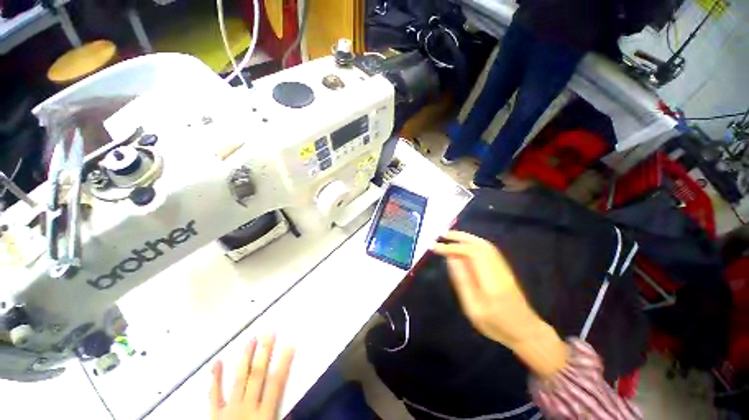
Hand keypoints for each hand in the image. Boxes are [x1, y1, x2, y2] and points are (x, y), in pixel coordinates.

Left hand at [210, 335, 294, 419]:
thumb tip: (297, 409)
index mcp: (263, 414)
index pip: (276, 383)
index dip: (284, 362)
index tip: (290, 343)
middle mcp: (246, 407)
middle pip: (257, 375)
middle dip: (264, 353)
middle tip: (269, 332)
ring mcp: (229, 409)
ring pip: (239, 379)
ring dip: (245, 358)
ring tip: (250, 339)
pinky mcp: (215, 414)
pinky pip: (214, 395)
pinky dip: (215, 378)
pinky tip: (217, 362)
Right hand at [433, 231, 566, 377]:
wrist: (526, 331)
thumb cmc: (496, 324)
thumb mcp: (473, 308)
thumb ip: (462, 281)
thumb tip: (451, 258)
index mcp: (491, 280)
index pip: (470, 253)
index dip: (451, 247)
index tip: (434, 247)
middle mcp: (498, 268)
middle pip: (479, 244)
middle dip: (459, 237)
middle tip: (441, 235)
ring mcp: (503, 267)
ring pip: (484, 245)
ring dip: (466, 238)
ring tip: (449, 237)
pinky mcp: (504, 268)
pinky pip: (488, 249)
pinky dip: (474, 242)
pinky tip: (465, 245)